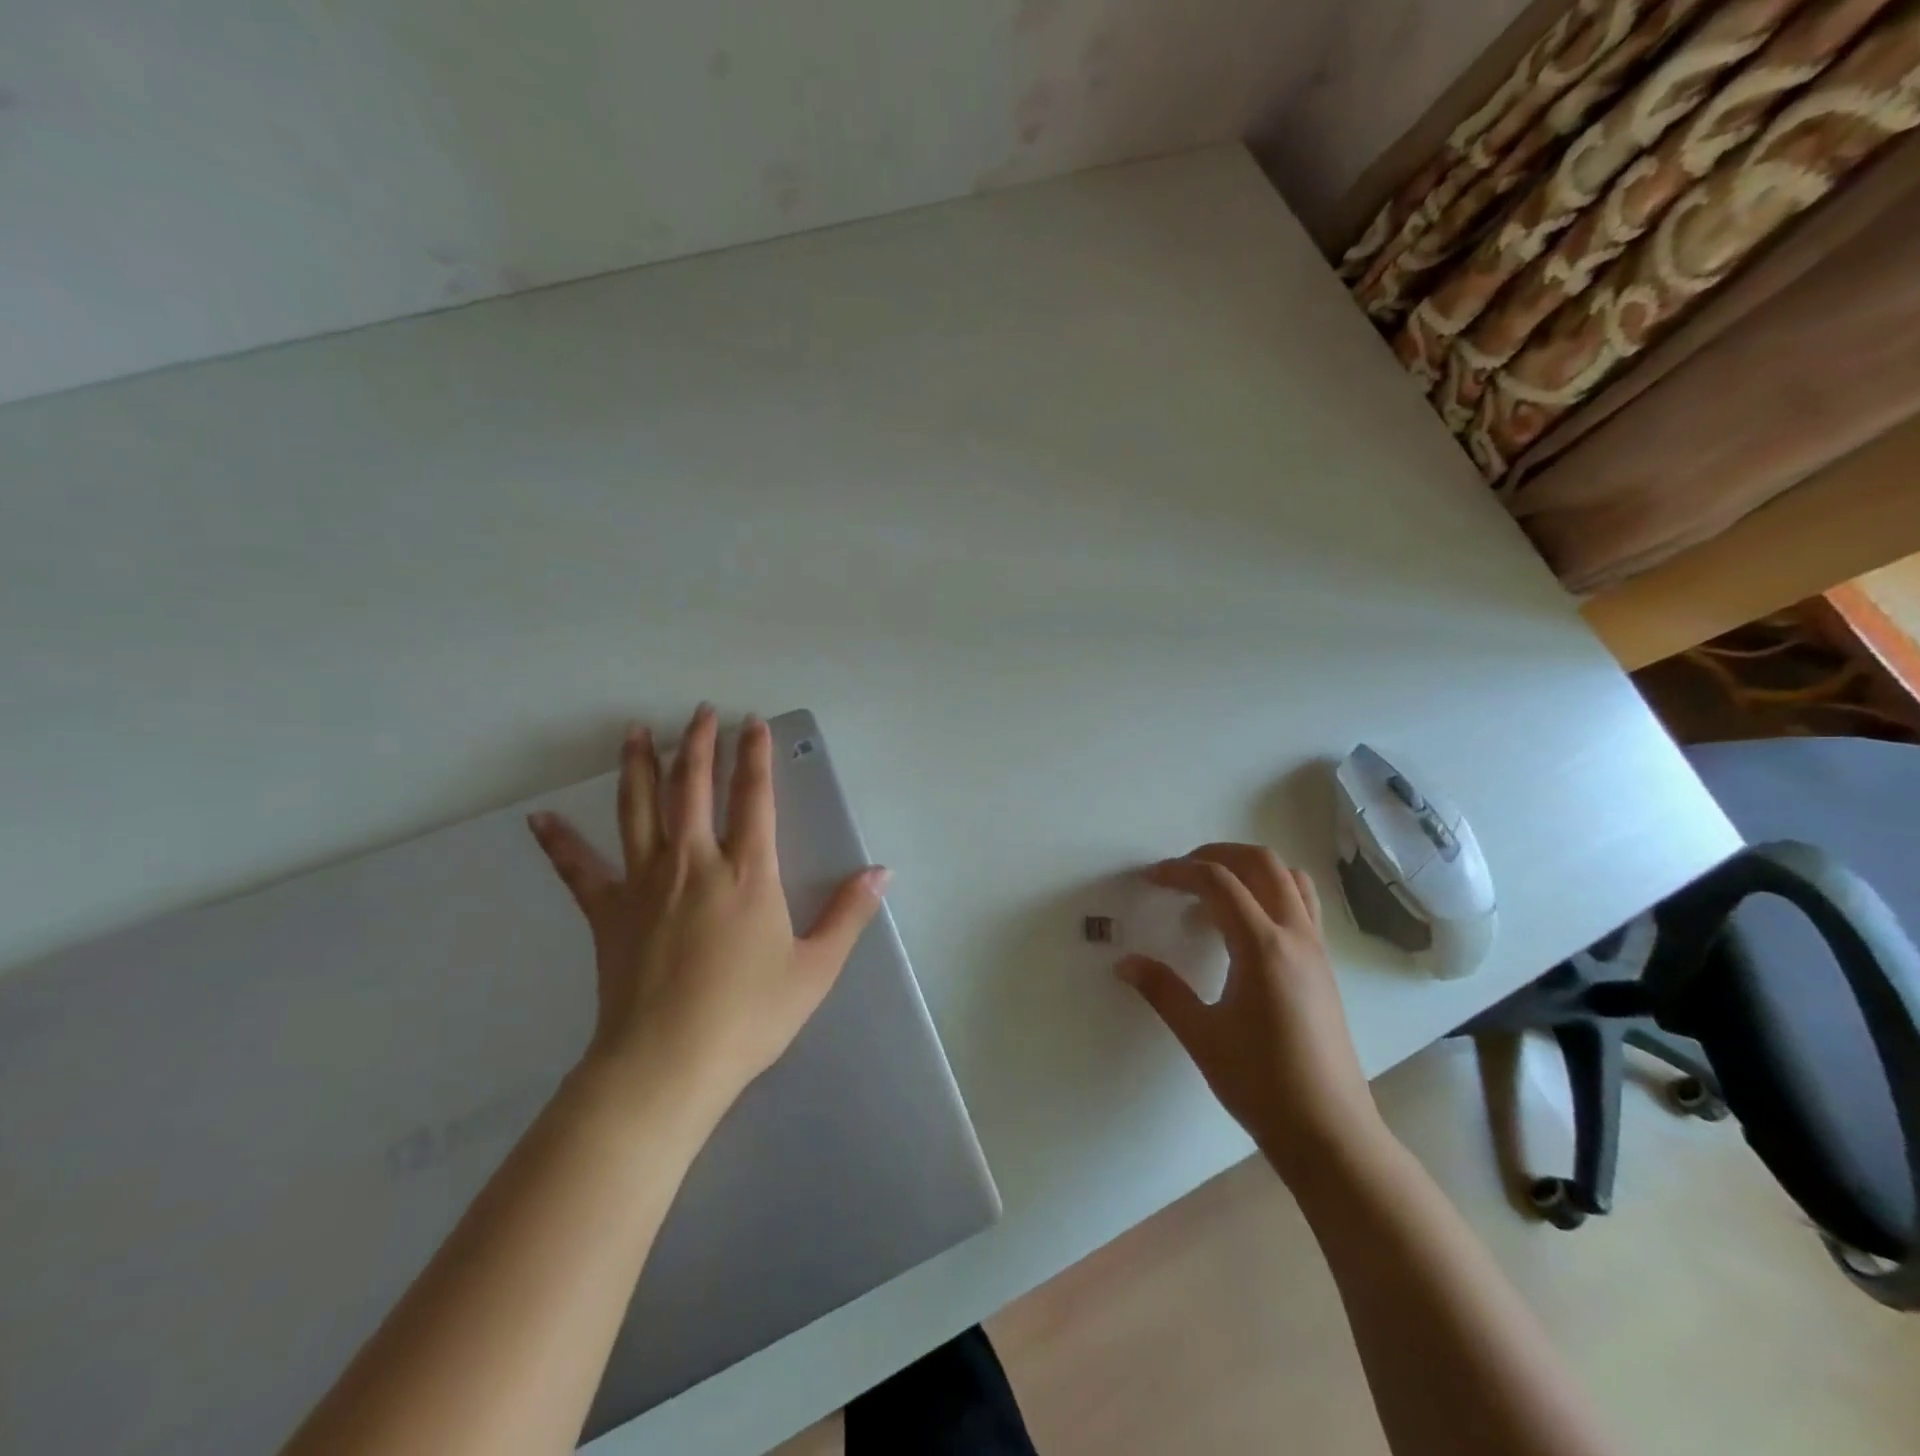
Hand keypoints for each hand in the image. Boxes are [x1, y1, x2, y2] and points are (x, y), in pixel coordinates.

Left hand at [529, 705, 888, 1126]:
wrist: (667, 1064)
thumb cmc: (748, 1016)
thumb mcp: (815, 968)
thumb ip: (848, 914)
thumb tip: (882, 871)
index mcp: (747, 873)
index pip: (754, 798)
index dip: (755, 756)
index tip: (753, 723)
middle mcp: (694, 863)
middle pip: (693, 788)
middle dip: (699, 745)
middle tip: (701, 712)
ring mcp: (644, 883)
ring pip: (639, 810)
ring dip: (639, 766)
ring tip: (636, 732)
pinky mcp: (607, 912)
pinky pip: (578, 869)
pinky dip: (559, 842)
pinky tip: (540, 818)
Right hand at [1115, 844, 1386, 1183]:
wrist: (1330, 1133)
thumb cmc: (1261, 1083)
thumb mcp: (1201, 1035)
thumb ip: (1161, 990)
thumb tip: (1124, 963)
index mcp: (1263, 947)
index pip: (1219, 882)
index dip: (1180, 871)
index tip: (1151, 879)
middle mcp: (1295, 936)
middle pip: (1261, 863)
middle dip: (1217, 854)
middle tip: (1182, 872)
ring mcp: (1316, 950)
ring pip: (1290, 878)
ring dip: (1250, 868)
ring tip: (1214, 890)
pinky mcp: (1324, 967)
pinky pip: (1302, 904)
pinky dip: (1270, 892)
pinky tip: (1244, 927)